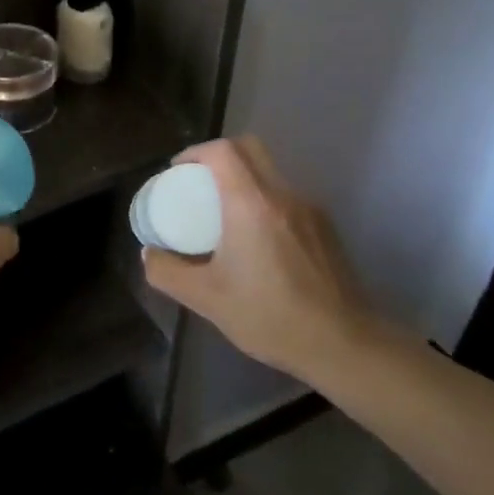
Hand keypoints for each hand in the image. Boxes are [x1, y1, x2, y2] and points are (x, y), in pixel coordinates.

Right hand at [141, 137, 371, 380]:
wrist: (344, 345)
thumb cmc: (270, 316)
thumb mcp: (205, 298)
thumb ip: (167, 272)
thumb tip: (149, 253)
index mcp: (251, 203)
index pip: (222, 151)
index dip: (195, 152)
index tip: (177, 172)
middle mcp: (283, 195)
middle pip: (250, 149)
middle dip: (218, 156)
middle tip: (198, 182)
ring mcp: (310, 210)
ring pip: (270, 173)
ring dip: (243, 179)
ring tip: (224, 214)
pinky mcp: (325, 229)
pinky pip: (286, 198)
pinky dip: (264, 202)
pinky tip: (257, 241)